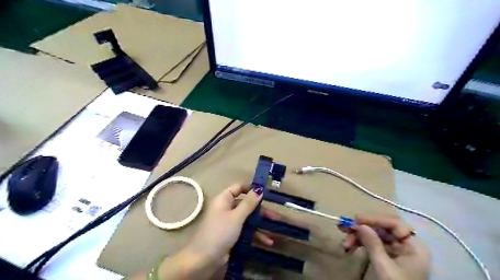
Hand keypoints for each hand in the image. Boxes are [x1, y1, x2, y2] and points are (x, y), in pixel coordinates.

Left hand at [184, 184, 271, 266]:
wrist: (204, 260)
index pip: (238, 188)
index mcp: (224, 199)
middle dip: (261, 211)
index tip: (265, 193)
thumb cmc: (220, 232)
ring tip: (275, 230)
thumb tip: (259, 189)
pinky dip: (255, 235)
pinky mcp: (231, 234)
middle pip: (246, 205)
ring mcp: (229, 222)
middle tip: (275, 216)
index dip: (251, 189)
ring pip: (247, 219)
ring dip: (260, 225)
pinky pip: (245, 230)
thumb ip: (248, 203)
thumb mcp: (236, 217)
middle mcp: (226, 208)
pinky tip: (267, 242)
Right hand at [345, 216, 429, 279]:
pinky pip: (373, 245)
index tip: (357, 219)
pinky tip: (350, 247)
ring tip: (345, 243)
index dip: (375, 219)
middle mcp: (406, 246)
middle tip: (344, 228)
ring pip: (375, 237)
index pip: (395, 224)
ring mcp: (397, 252)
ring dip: (358, 238)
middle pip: (382, 230)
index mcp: (414, 247)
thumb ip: (373, 244)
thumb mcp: (384, 267)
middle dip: (362, 230)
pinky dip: (360, 245)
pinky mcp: (388, 258)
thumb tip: (360, 224)